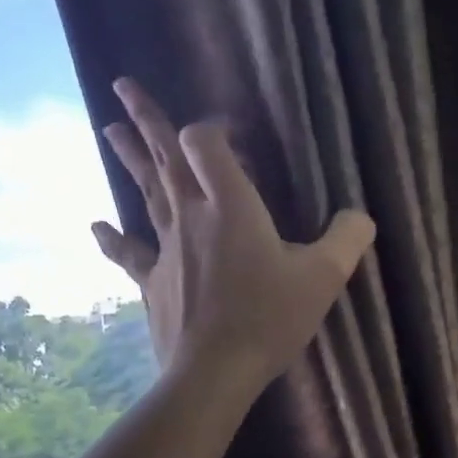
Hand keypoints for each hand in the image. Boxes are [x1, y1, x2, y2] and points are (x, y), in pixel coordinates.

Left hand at [93, 77, 375, 392]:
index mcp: (231, 206)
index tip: (231, 131)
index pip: (204, 143)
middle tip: (123, 86)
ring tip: (108, 130)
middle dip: (146, 119)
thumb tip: (361, 216)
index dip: (213, 128)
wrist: (215, 371)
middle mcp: (191, 216)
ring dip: (129, 159)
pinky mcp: (153, 281)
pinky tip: (97, 226)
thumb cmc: (269, 318)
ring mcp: (166, 248)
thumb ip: (348, 239)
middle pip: (164, 157)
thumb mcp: (324, 278)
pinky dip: (114, 239)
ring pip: (145, 193)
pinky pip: (130, 253)